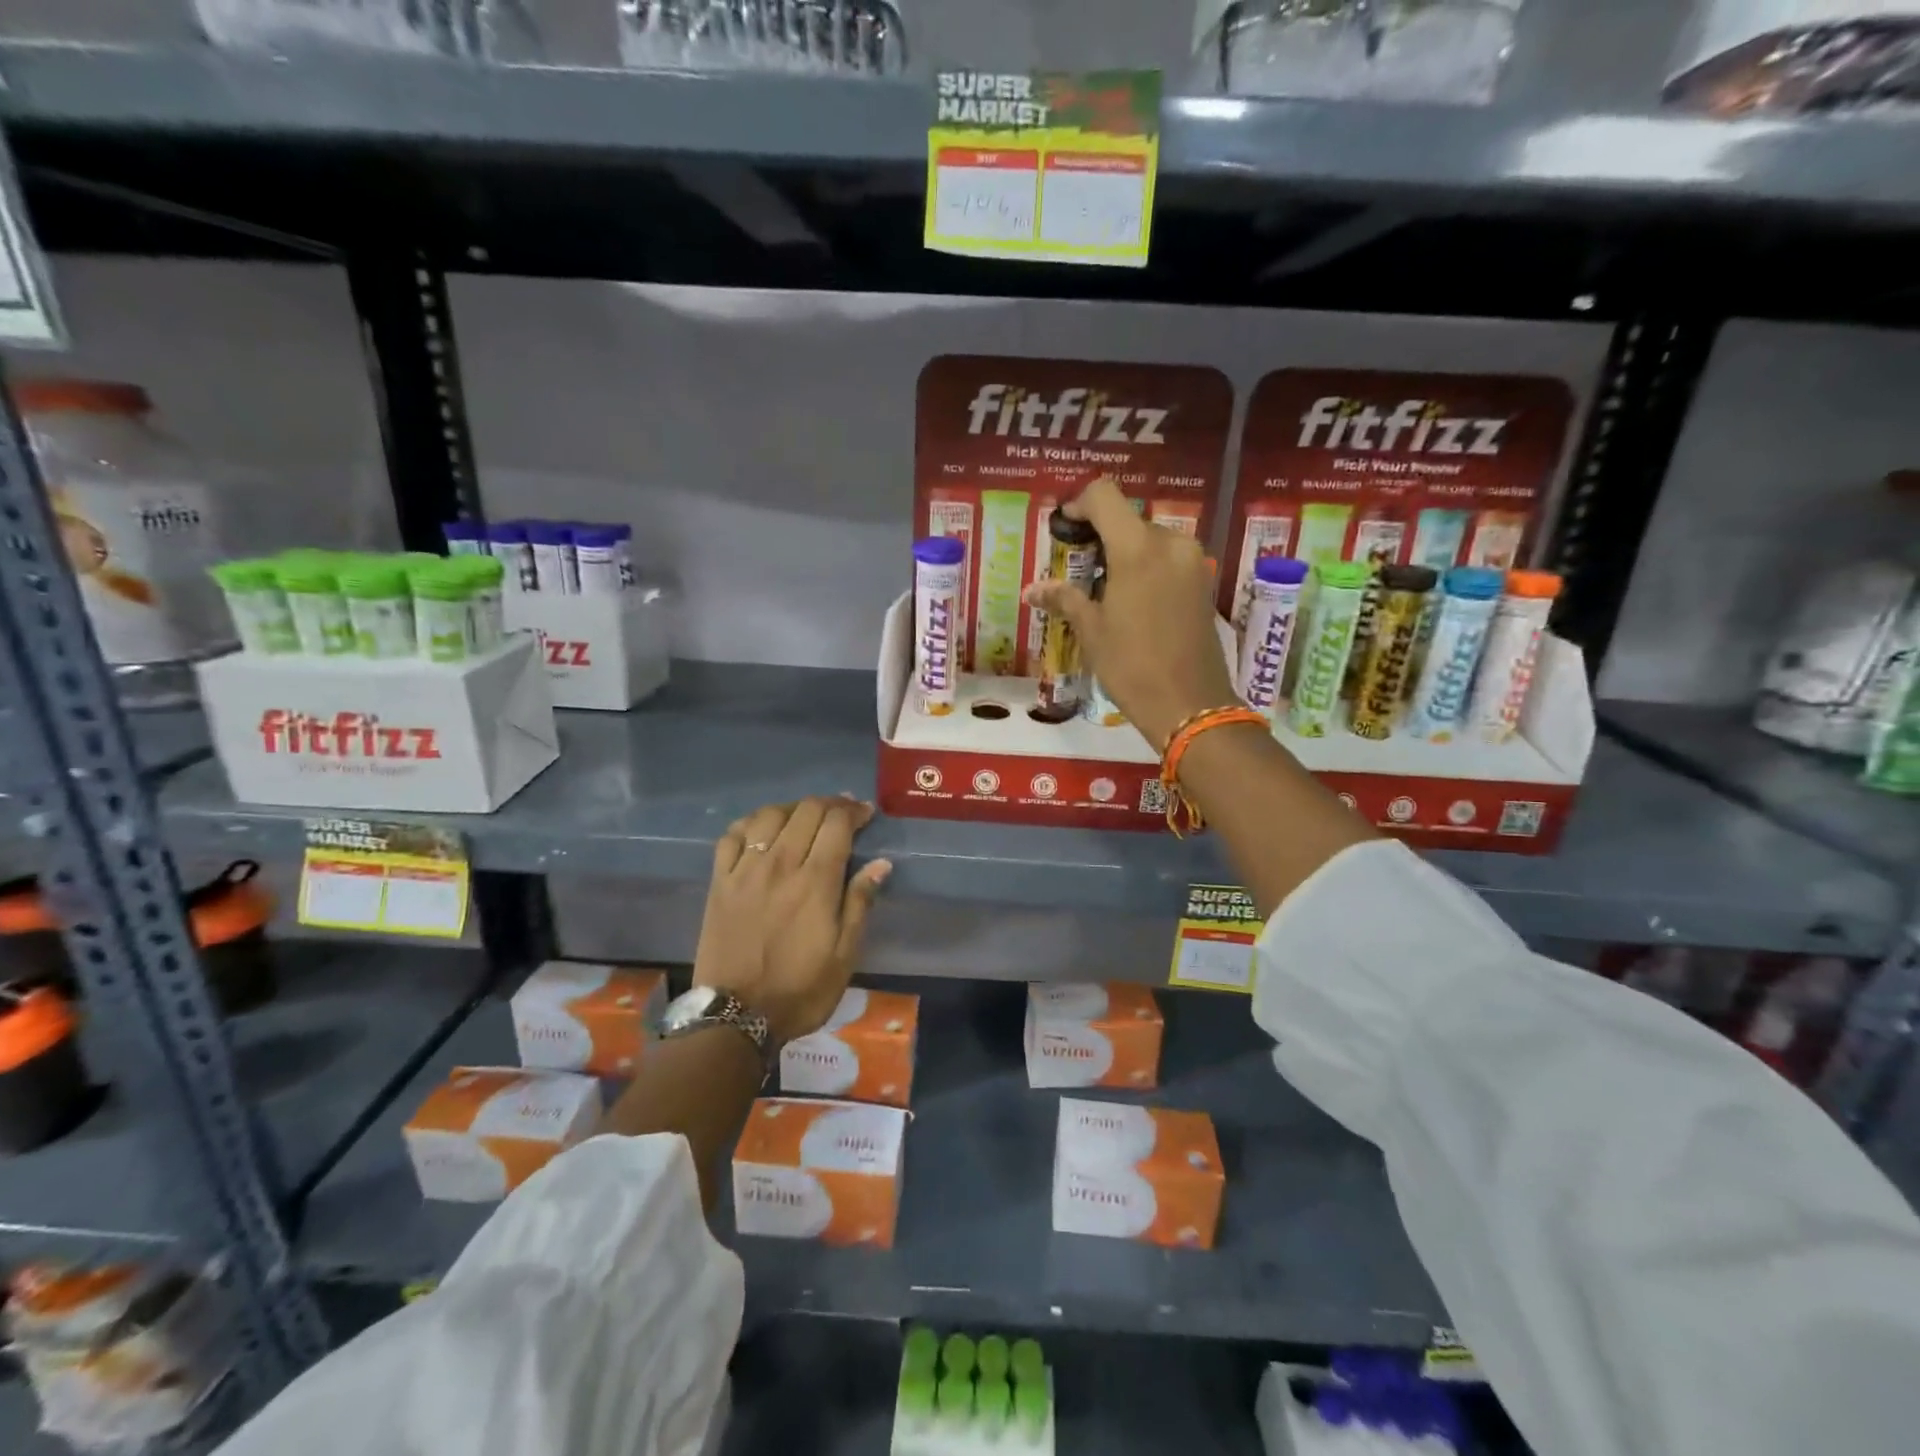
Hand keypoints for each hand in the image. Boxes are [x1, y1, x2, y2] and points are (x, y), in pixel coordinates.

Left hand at [693, 796, 892, 1045]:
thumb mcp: (844, 955)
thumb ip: (859, 903)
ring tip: (805, 816)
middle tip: (843, 812)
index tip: (866, 813)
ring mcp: (744, 871)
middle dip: (830, 804)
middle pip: (806, 811)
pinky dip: (750, 823)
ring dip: (793, 808)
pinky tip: (761, 828)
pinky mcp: (719, 882)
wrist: (736, 1017)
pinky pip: (731, 836)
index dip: (855, 811)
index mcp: (815, 881)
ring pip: (768, 816)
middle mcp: (780, 864)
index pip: (837, 824)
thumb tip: (880, 863)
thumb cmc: (800, 990)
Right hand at [1023, 477, 1239, 748]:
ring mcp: (1192, 562)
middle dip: (1101, 536)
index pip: (1105, 497)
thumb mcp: (1092, 631)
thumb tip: (1032, 589)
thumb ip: (1065, 598)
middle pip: (1129, 519)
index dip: (1079, 505)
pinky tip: (1129, 599)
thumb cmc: (1132, 666)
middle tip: (1078, 567)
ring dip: (1124, 553)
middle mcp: (1171, 543)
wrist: (1190, 705)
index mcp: (1138, 549)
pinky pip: (1168, 559)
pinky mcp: (1203, 582)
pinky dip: (1145, 567)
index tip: (1064, 528)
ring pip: (1150, 539)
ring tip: (1102, 587)